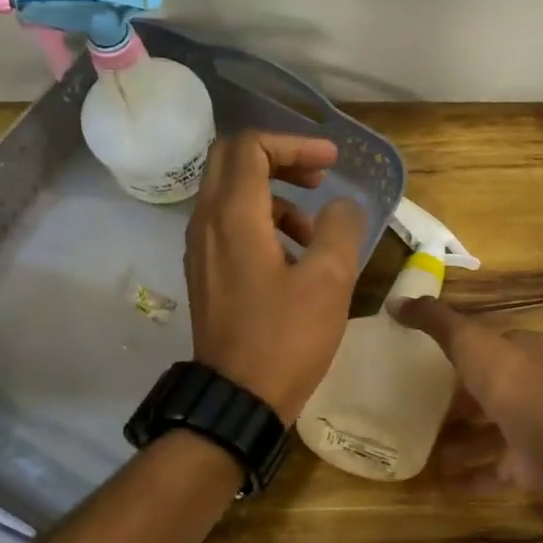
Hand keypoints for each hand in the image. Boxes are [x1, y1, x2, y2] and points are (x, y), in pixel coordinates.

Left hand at [185, 131, 366, 421]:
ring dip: (274, 195)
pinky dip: (261, 222)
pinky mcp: (206, 273)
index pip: (251, 146)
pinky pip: (228, 226)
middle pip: (232, 160)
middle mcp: (206, 223)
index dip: (295, 143)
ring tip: (314, 228)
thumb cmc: (285, 338)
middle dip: (279, 158)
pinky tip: (294, 256)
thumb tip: (341, 206)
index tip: (331, 163)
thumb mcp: (329, 281)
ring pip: (230, 194)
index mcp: (233, 216)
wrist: (237, 399)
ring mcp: (201, 249)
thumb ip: (340, 229)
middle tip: (318, 177)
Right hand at [394, 298, 542, 492]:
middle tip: (424, 410)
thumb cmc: (510, 381)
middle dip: (463, 403)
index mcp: (522, 355)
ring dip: (464, 442)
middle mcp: (532, 389)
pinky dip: (473, 478)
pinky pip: (496, 472)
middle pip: (493, 393)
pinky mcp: (531, 466)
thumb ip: (434, 321)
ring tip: (429, 450)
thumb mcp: (468, 340)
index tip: (436, 361)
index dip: (468, 352)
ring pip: (493, 434)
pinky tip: (445, 484)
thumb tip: (395, 301)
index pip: (495, 348)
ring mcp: (533, 430)